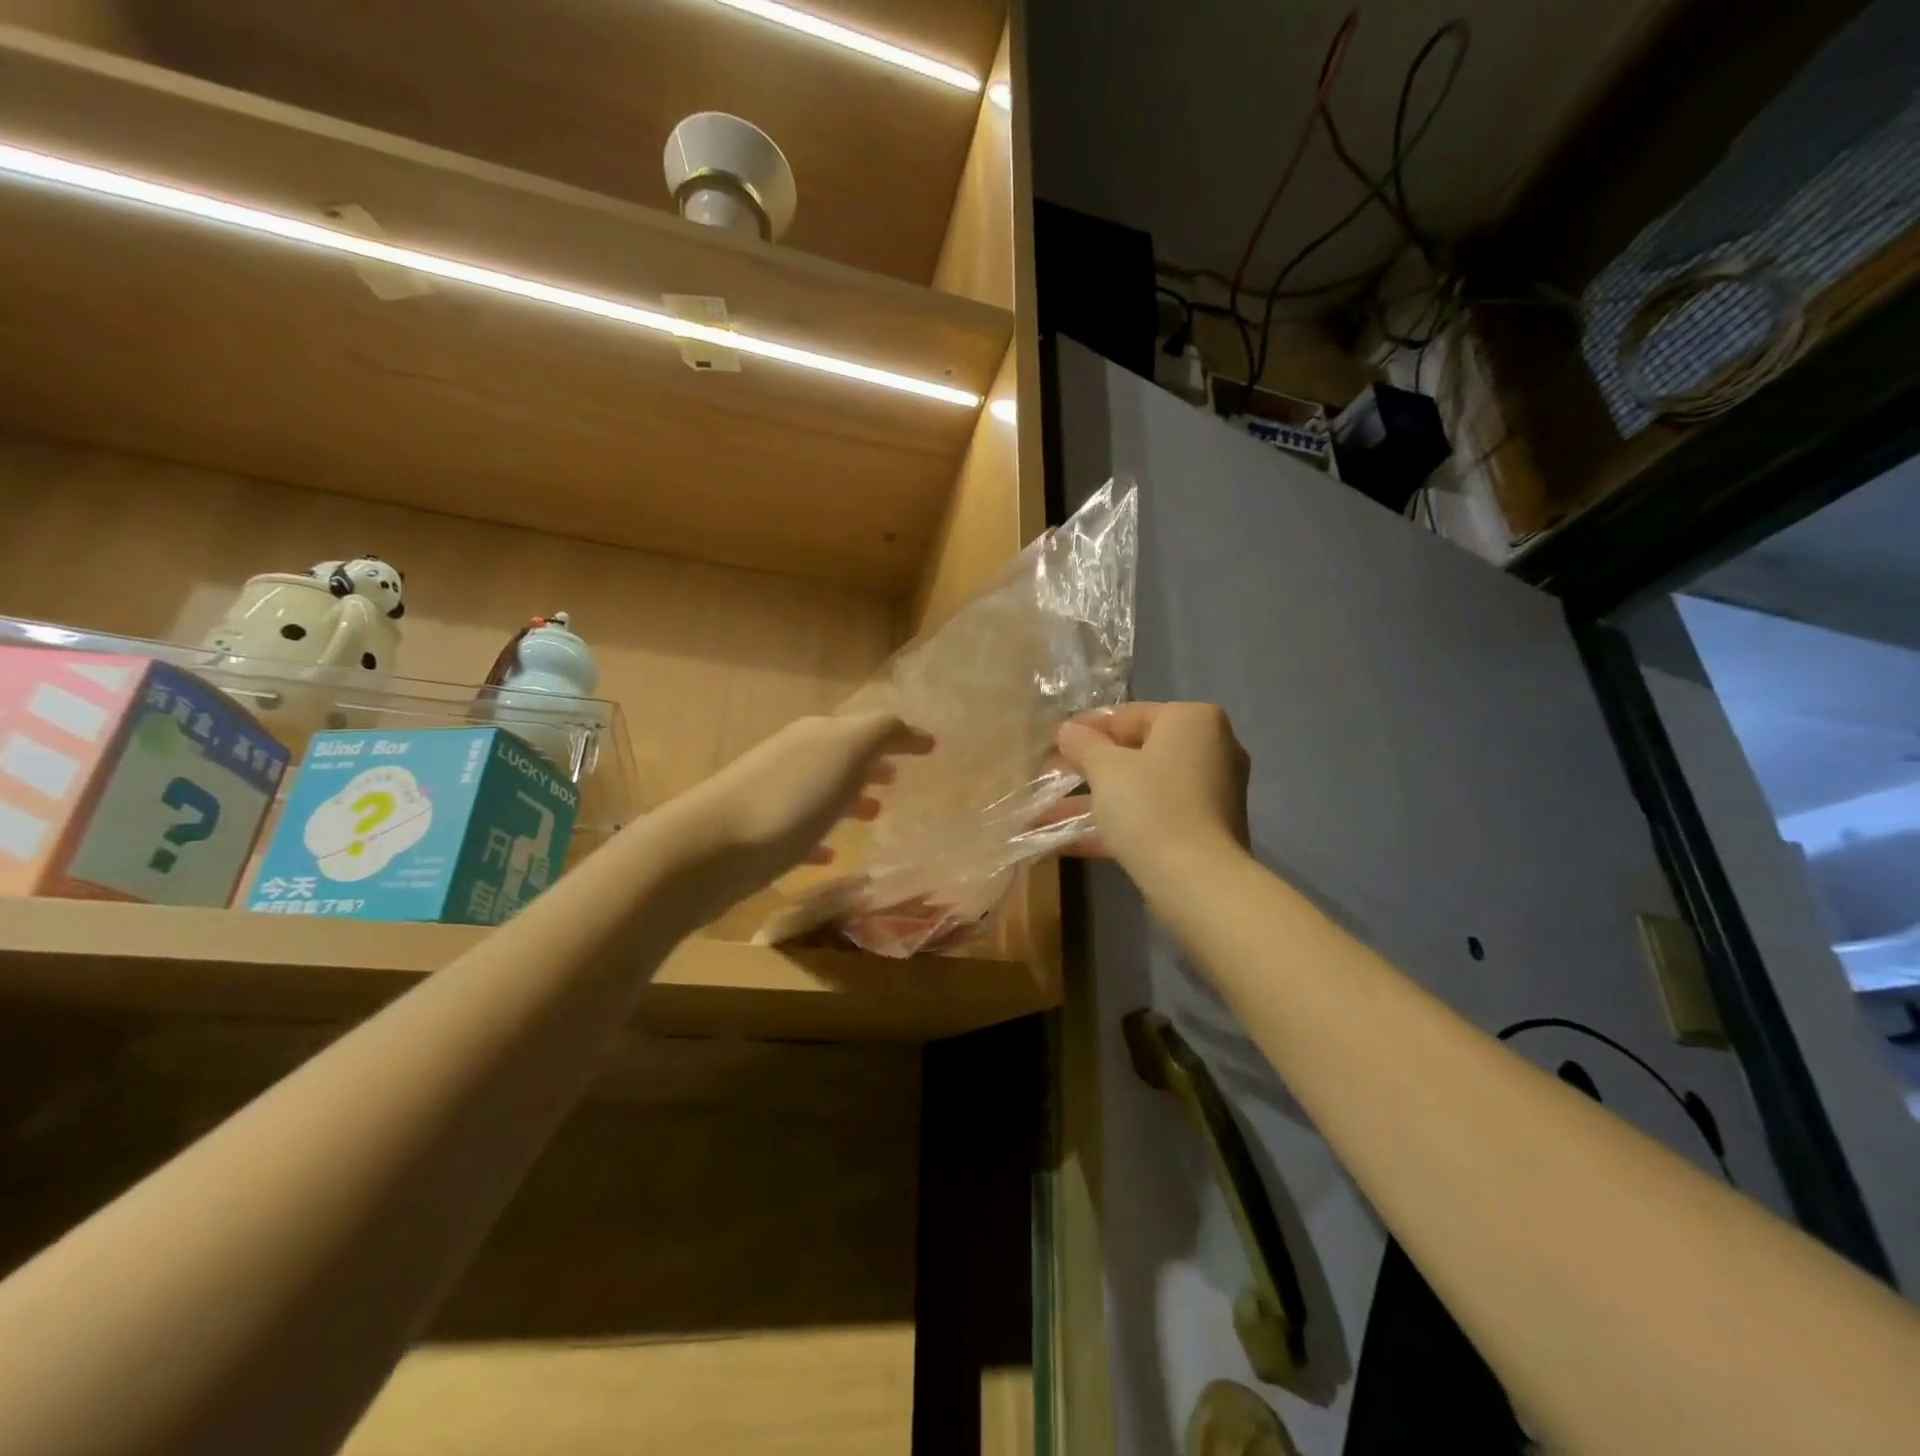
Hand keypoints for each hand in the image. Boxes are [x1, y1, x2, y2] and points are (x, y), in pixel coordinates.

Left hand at [669, 711, 932, 908]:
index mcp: (818, 735)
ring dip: (848, 799)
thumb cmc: (788, 799)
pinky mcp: (758, 836)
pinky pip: (800, 832)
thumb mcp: (845, 752)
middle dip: (871, 765)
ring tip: (875, 816)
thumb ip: (880, 733)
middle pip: (841, 756)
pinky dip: (820, 838)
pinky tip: (831, 857)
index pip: (868, 727)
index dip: (900, 737)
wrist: (708, 849)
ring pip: (821, 792)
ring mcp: (772, 796)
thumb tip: (907, 728)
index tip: (930, 749)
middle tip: (898, 781)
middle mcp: (794, 758)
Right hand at [1051, 703, 1249, 879]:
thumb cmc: (1150, 807)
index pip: (1129, 715)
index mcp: (1192, 720)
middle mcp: (1210, 749)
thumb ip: (1083, 744)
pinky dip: (1116, 825)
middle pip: (1136, 753)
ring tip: (1043, 815)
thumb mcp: (1105, 769)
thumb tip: (1067, 730)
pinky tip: (1068, 843)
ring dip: (1093, 802)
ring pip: (1140, 789)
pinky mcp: (1202, 831)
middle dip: (1087, 770)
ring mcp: (1209, 793)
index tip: (1053, 743)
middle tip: (1049, 776)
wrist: (1197, 881)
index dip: (1086, 729)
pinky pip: (1152, 817)